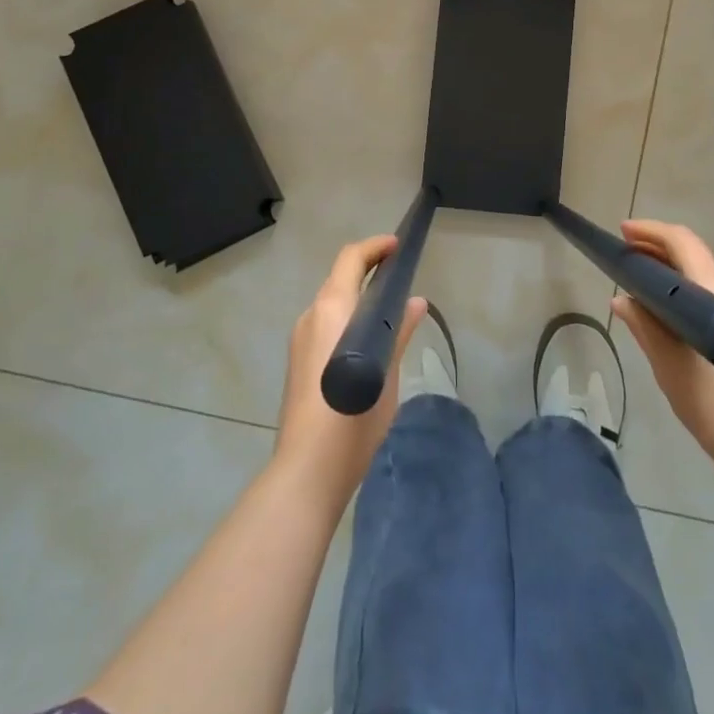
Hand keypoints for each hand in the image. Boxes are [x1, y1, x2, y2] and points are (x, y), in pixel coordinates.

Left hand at [274, 235, 426, 508]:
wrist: (308, 467)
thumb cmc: (354, 415)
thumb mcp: (387, 372)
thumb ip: (399, 331)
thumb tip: (415, 302)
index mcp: (333, 309)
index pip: (351, 259)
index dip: (374, 247)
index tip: (398, 246)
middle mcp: (312, 315)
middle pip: (339, 278)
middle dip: (367, 270)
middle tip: (399, 276)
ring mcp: (301, 338)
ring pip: (331, 302)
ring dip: (356, 295)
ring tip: (388, 309)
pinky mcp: (298, 360)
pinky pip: (324, 324)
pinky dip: (346, 317)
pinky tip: (367, 340)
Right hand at [615, 220, 713, 492]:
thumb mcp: (669, 365)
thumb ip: (645, 325)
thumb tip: (622, 299)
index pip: (682, 242)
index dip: (650, 232)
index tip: (622, 233)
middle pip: (694, 256)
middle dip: (658, 251)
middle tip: (625, 257)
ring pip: (705, 276)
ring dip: (673, 273)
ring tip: (639, 284)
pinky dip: (688, 293)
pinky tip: (667, 312)